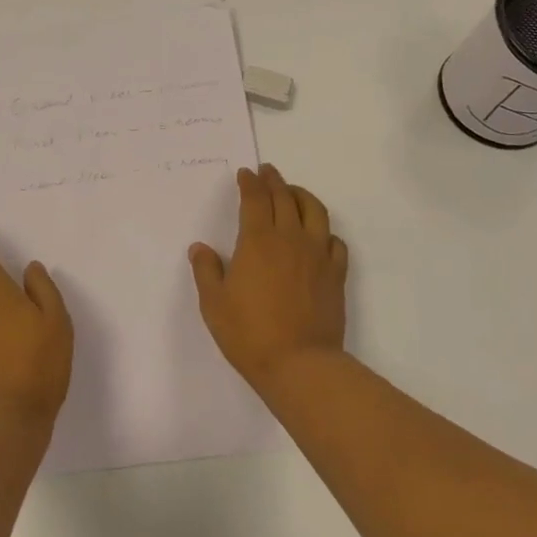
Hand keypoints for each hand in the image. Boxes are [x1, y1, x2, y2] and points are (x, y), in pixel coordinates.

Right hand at [189, 164, 346, 383]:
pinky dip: (325, 231)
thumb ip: (206, 271)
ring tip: (294, 192)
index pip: (255, 200)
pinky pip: (336, 242)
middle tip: (267, 172)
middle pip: (285, 198)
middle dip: (274, 181)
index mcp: (258, 241)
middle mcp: (290, 239)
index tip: (246, 174)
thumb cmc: (248, 333)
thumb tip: (200, 248)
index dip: (250, 183)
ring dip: (303, 195)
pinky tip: (319, 235)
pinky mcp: (336, 275)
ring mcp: (317, 256)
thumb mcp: (213, 303)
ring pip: (315, 212)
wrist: (299, 364)